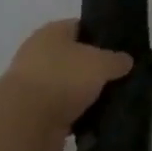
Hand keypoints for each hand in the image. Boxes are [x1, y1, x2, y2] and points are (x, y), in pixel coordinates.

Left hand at [0, 20, 133, 150]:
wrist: (26, 123)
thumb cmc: (63, 79)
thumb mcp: (101, 62)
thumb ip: (117, 60)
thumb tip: (125, 61)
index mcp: (52, 33)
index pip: (81, 27)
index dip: (102, 36)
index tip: (122, 49)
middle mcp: (40, 56)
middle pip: (76, 59)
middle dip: (96, 69)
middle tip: (122, 77)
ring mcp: (36, 87)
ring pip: (71, 88)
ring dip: (87, 96)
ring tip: (115, 101)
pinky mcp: (36, 116)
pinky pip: (65, 113)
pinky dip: (79, 118)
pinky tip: (99, 121)